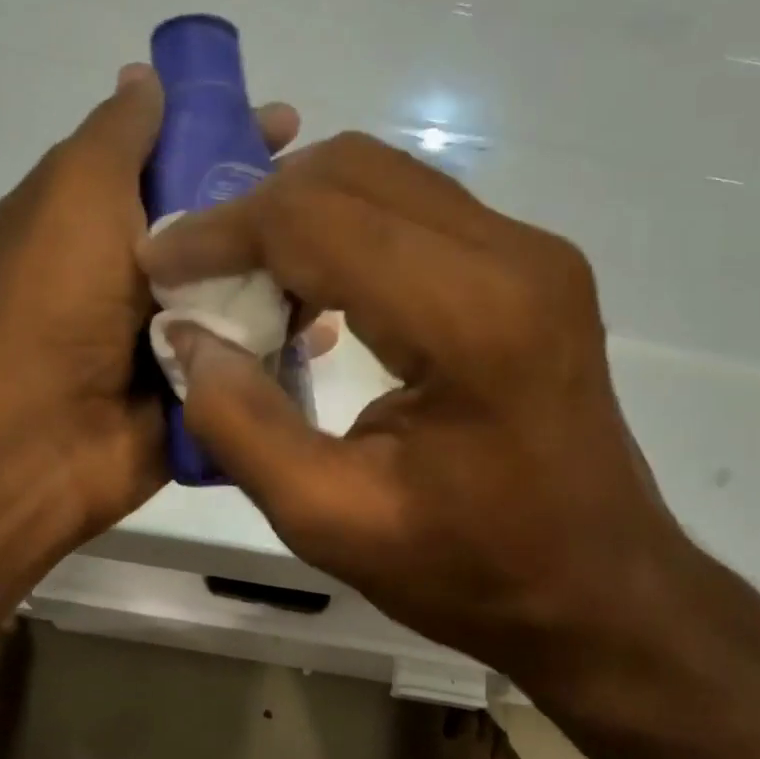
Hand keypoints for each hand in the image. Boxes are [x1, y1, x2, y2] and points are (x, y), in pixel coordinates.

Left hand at [0, 65, 301, 539]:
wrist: (41, 430)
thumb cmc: (56, 295)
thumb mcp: (78, 188)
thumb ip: (119, 132)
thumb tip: (143, 77)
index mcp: (97, 216)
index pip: (173, 157)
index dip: (226, 132)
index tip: (285, 124)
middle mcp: (133, 270)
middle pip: (217, 225)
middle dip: (269, 208)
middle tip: (325, 199)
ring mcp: (167, 331)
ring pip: (243, 289)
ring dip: (286, 275)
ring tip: (339, 262)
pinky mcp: (196, 383)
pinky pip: (251, 354)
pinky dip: (285, 342)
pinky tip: (327, 330)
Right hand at [137, 133, 691, 683]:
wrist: (598, 587)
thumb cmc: (471, 569)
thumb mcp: (330, 521)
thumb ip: (242, 424)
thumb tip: (189, 338)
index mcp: (470, 316)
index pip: (316, 220)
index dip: (222, 231)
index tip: (160, 261)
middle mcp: (512, 254)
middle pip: (350, 172)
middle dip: (256, 211)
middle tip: (201, 272)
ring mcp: (531, 250)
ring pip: (382, 179)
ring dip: (299, 216)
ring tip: (247, 282)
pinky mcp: (530, 265)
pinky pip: (413, 210)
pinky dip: (344, 231)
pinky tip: (314, 292)